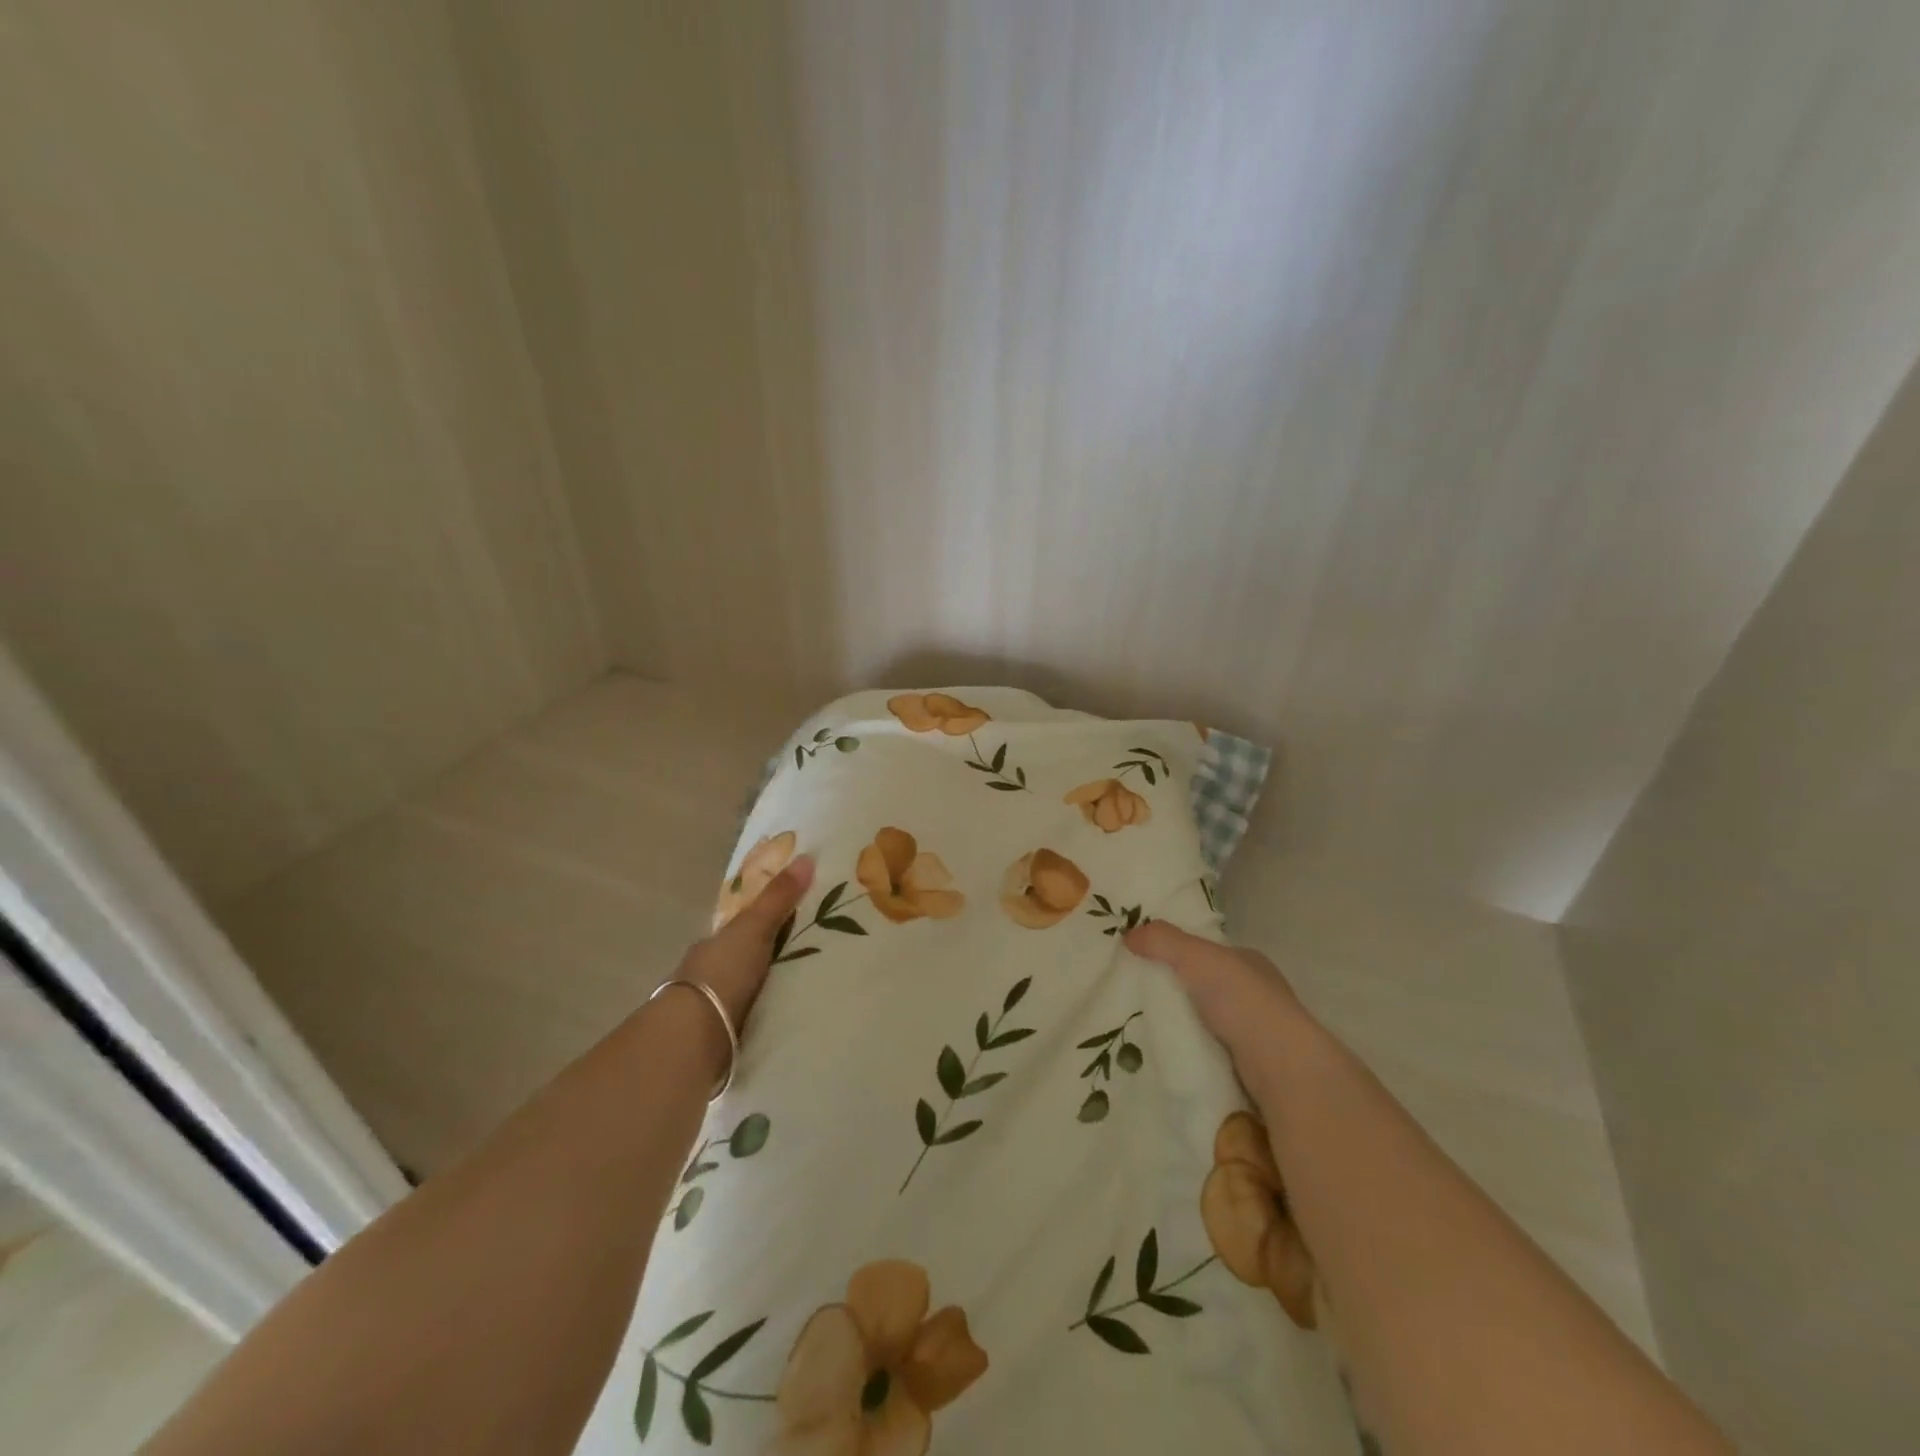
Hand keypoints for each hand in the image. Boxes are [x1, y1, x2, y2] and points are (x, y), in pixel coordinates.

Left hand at [678, 855, 815, 1031]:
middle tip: (809, 958)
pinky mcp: (720, 1039)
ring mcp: (711, 1007)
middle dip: (767, 959)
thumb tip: (807, 856)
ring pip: (744, 992)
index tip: (795, 923)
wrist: (692, 1037)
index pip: (740, 929)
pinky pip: (749, 1020)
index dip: (763, 923)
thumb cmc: (722, 973)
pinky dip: (764, 1016)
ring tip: (805, 991)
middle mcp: (708, 972)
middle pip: (743, 960)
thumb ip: (778, 898)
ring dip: (766, 991)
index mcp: (713, 944)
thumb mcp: (754, 928)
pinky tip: (786, 1019)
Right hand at [1124, 920, 1309, 1061]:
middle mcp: (1257, 993)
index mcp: (1249, 962)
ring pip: (1209, 1021)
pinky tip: (1171, 1053)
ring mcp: (1257, 1032)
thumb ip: (1163, 940)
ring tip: (1147, 1028)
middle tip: (1141, 998)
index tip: (1150, 963)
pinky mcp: (1252, 1066)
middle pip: (1206, 986)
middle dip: (1179, 992)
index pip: (1209, 952)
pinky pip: (1212, 1051)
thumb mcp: (1196, 957)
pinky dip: (1193, 1051)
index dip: (1181, 954)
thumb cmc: (1242, 1000)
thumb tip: (1128, 934)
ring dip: (1185, 1025)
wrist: (1280, 1066)